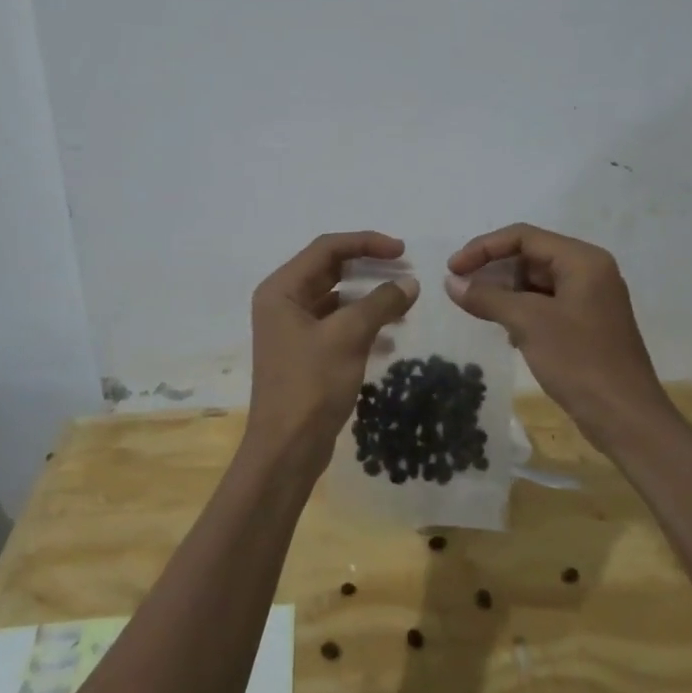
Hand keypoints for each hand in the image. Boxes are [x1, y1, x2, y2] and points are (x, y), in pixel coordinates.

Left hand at [248, 232, 419, 473]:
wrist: (287, 449)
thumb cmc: (311, 384)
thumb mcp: (349, 337)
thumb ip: (380, 303)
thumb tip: (410, 283)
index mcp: (282, 289)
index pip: (327, 248)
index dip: (366, 243)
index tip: (402, 251)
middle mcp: (283, 302)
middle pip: (330, 269)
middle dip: (369, 268)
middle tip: (405, 271)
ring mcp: (292, 328)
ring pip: (336, 298)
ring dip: (369, 297)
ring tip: (404, 302)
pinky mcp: (305, 352)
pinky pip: (337, 324)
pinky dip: (363, 323)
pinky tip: (391, 335)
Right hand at [446, 224, 666, 452]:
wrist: (627, 420)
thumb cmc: (579, 362)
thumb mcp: (527, 323)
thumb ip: (486, 297)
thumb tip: (450, 282)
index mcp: (582, 260)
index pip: (524, 237)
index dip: (483, 248)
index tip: (453, 268)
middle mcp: (590, 271)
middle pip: (530, 256)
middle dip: (494, 270)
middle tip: (460, 289)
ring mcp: (591, 299)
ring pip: (537, 282)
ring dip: (505, 292)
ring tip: (477, 309)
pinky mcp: (587, 324)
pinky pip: (546, 304)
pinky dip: (522, 311)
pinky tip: (506, 332)